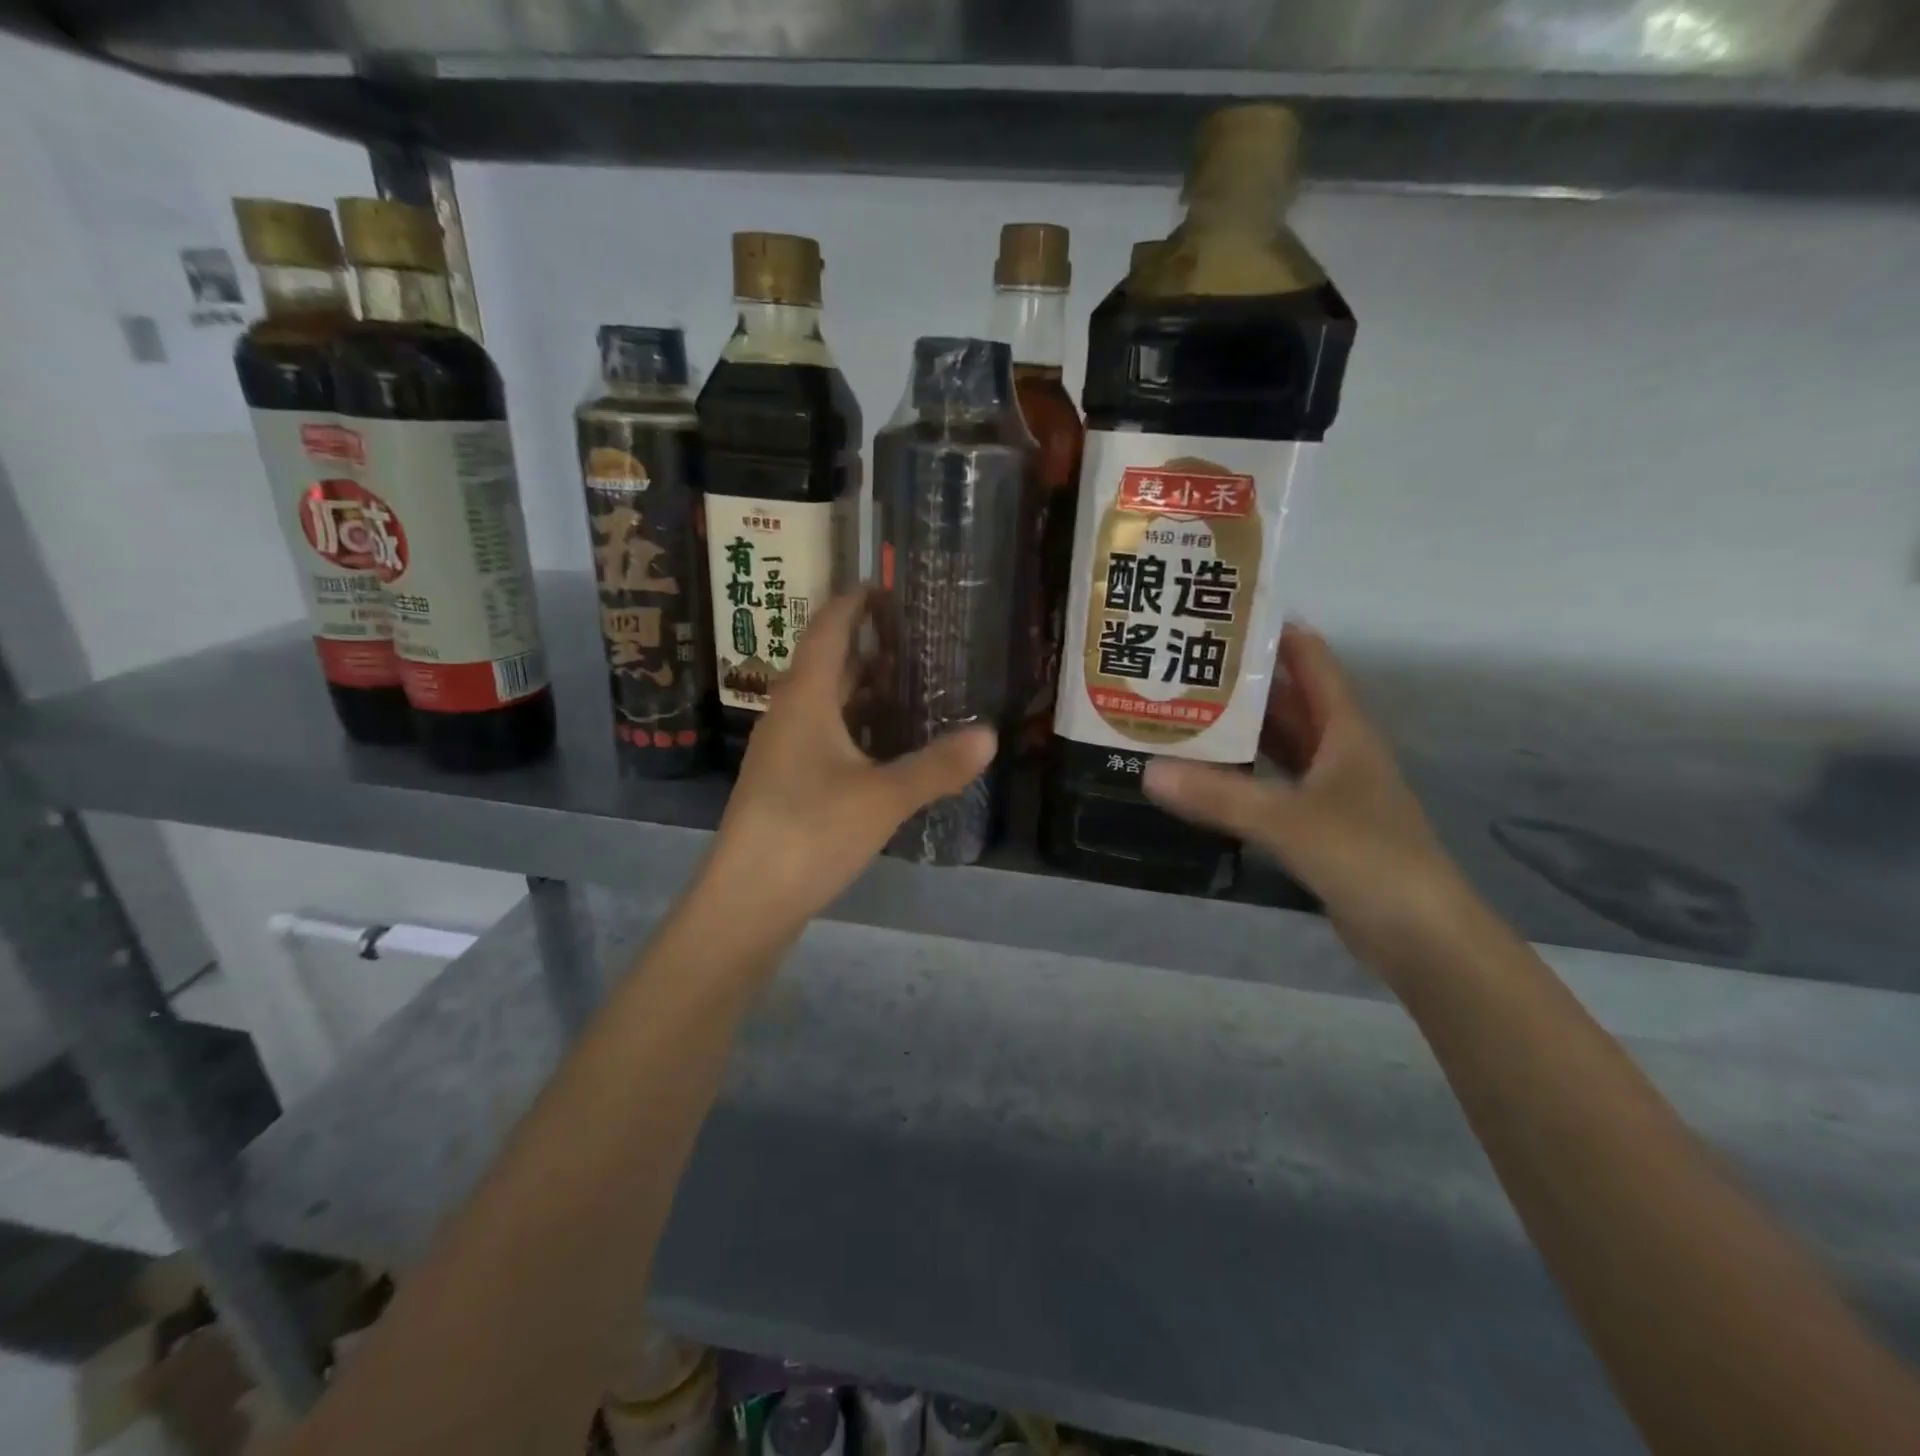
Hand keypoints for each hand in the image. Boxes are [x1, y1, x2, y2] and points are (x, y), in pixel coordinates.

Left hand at [702, 588, 995, 933]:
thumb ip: (937, 766)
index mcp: (805, 698)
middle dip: (866, 646)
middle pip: (826, 663)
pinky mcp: (785, 783)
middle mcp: (788, 714)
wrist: (747, 900)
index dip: (854, 603)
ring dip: (861, 689)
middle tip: (915, 638)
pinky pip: (824, 735)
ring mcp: (782, 750)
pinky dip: (855, 726)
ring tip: (909, 685)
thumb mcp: (884, 797)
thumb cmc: (810, 832)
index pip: (828, 628)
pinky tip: (884, 746)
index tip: (886, 587)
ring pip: (825, 703)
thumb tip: (990, 735)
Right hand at [1143, 623, 1481, 981]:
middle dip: (1242, 683)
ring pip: (1279, 746)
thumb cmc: (1368, 859)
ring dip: (1240, 731)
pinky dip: (1242, 776)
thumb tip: (1148, 771)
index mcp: (1345, 731)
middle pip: (1288, 702)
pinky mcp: (1318, 827)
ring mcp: (1330, 792)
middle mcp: (1338, 752)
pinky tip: (1205, 776)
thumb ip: (1220, 796)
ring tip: (1182, 712)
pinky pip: (1272, 786)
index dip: (1276, 633)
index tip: (1224, 614)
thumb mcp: (1289, 821)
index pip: (1311, 663)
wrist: (1422, 938)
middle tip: (1183, 665)